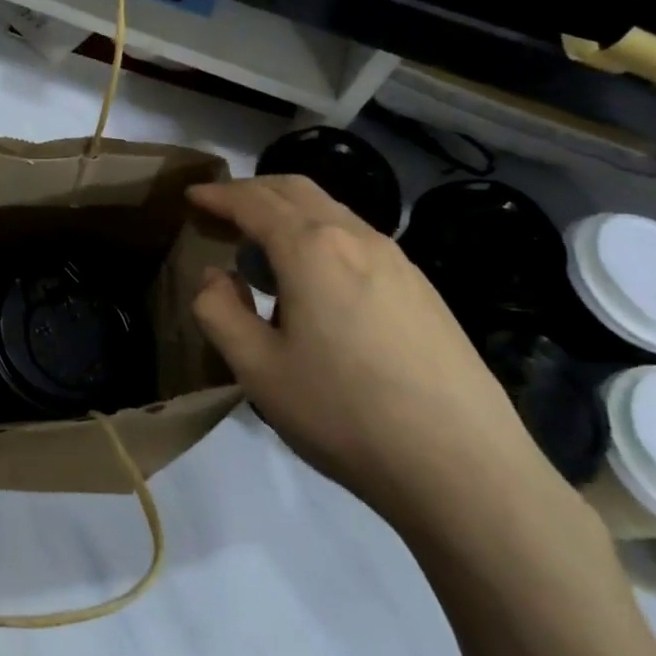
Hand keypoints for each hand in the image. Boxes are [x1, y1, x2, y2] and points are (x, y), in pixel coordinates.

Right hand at [186, 175, 563, 535]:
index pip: (254, 201)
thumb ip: (219, 312)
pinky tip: (317, 280)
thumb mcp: (258, 370)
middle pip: (296, 189)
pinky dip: (321, 236)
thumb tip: (216, 277)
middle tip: (221, 211)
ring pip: (332, 211)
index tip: (192, 197)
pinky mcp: (422, 288)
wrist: (463, 466)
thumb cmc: (344, 413)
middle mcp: (356, 237)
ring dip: (289, 212)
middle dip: (253, 190)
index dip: (218, 195)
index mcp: (311, 248)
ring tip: (263, 246)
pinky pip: (358, 239)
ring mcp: (398, 260)